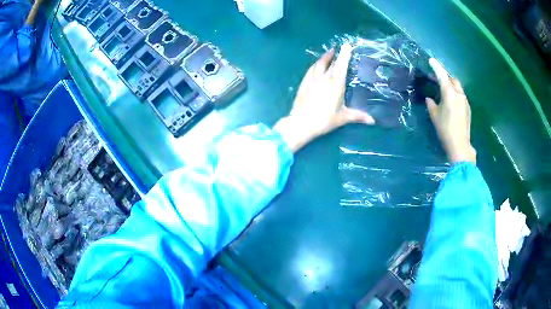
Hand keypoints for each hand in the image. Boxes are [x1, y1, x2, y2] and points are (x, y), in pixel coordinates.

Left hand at [274, 43, 373, 151]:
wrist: (301, 123)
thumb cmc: (324, 120)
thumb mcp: (343, 118)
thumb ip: (357, 116)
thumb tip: (372, 121)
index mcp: (335, 83)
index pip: (341, 65)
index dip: (345, 55)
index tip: (347, 45)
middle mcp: (324, 78)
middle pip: (330, 62)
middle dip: (336, 54)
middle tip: (340, 48)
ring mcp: (312, 79)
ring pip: (319, 64)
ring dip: (325, 57)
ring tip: (329, 53)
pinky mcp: (303, 83)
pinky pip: (311, 69)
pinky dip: (315, 64)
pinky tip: (316, 65)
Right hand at [426, 58, 475, 163]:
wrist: (460, 144)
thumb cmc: (445, 129)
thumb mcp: (434, 116)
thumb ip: (431, 104)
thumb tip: (430, 98)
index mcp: (449, 93)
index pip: (442, 76)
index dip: (436, 67)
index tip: (431, 60)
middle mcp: (459, 94)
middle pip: (453, 80)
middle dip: (446, 77)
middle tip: (438, 80)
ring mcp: (465, 101)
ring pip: (458, 88)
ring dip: (451, 86)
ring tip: (444, 93)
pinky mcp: (468, 109)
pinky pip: (461, 96)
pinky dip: (455, 95)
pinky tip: (451, 104)